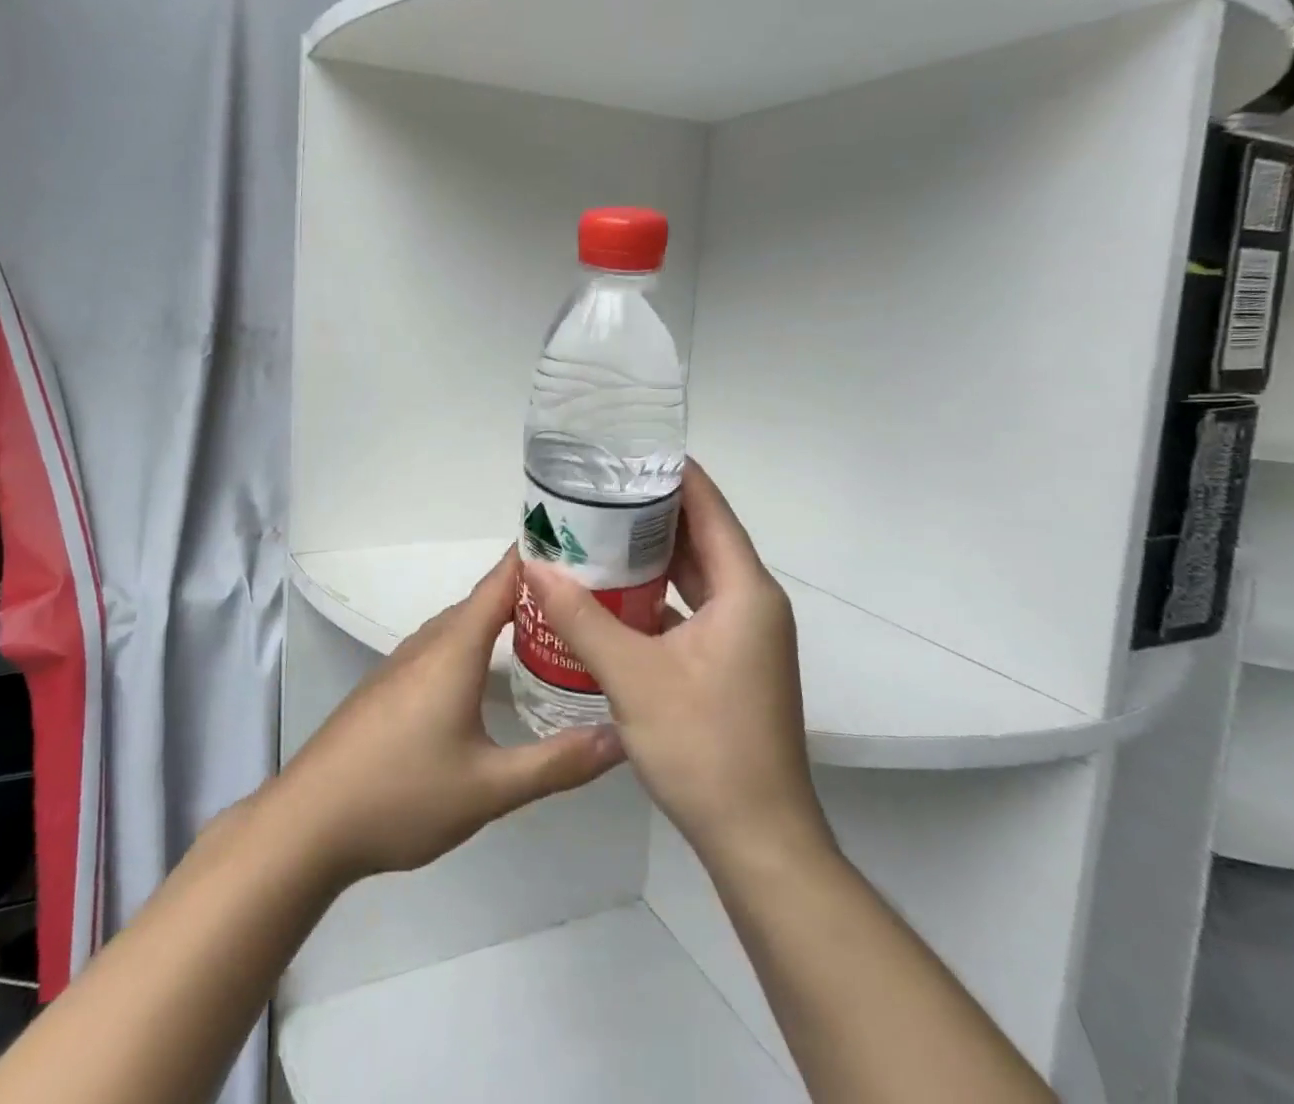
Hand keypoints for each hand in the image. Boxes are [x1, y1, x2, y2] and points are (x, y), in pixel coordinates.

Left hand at [273, 547, 624, 882]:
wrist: (308, 822)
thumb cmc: (401, 795)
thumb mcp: (490, 788)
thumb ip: (558, 762)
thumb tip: (622, 738)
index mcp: (455, 647)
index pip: (503, 579)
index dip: (540, 557)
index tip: (585, 547)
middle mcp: (429, 641)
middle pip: (486, 598)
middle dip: (533, 591)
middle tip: (587, 598)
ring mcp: (404, 662)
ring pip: (463, 623)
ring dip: (504, 617)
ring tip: (550, 628)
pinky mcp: (390, 684)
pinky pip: (444, 645)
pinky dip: (478, 641)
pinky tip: (492, 671)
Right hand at [525, 463, 831, 866]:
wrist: (759, 841)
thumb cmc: (704, 747)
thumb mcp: (632, 676)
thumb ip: (580, 617)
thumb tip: (534, 564)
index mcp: (746, 592)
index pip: (710, 508)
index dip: (674, 474)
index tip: (629, 451)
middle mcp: (755, 604)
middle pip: (703, 538)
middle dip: (653, 512)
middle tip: (599, 491)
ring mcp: (747, 636)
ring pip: (698, 576)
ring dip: (654, 555)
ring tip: (599, 533)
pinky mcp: (734, 663)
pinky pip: (695, 608)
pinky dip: (660, 595)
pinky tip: (615, 596)